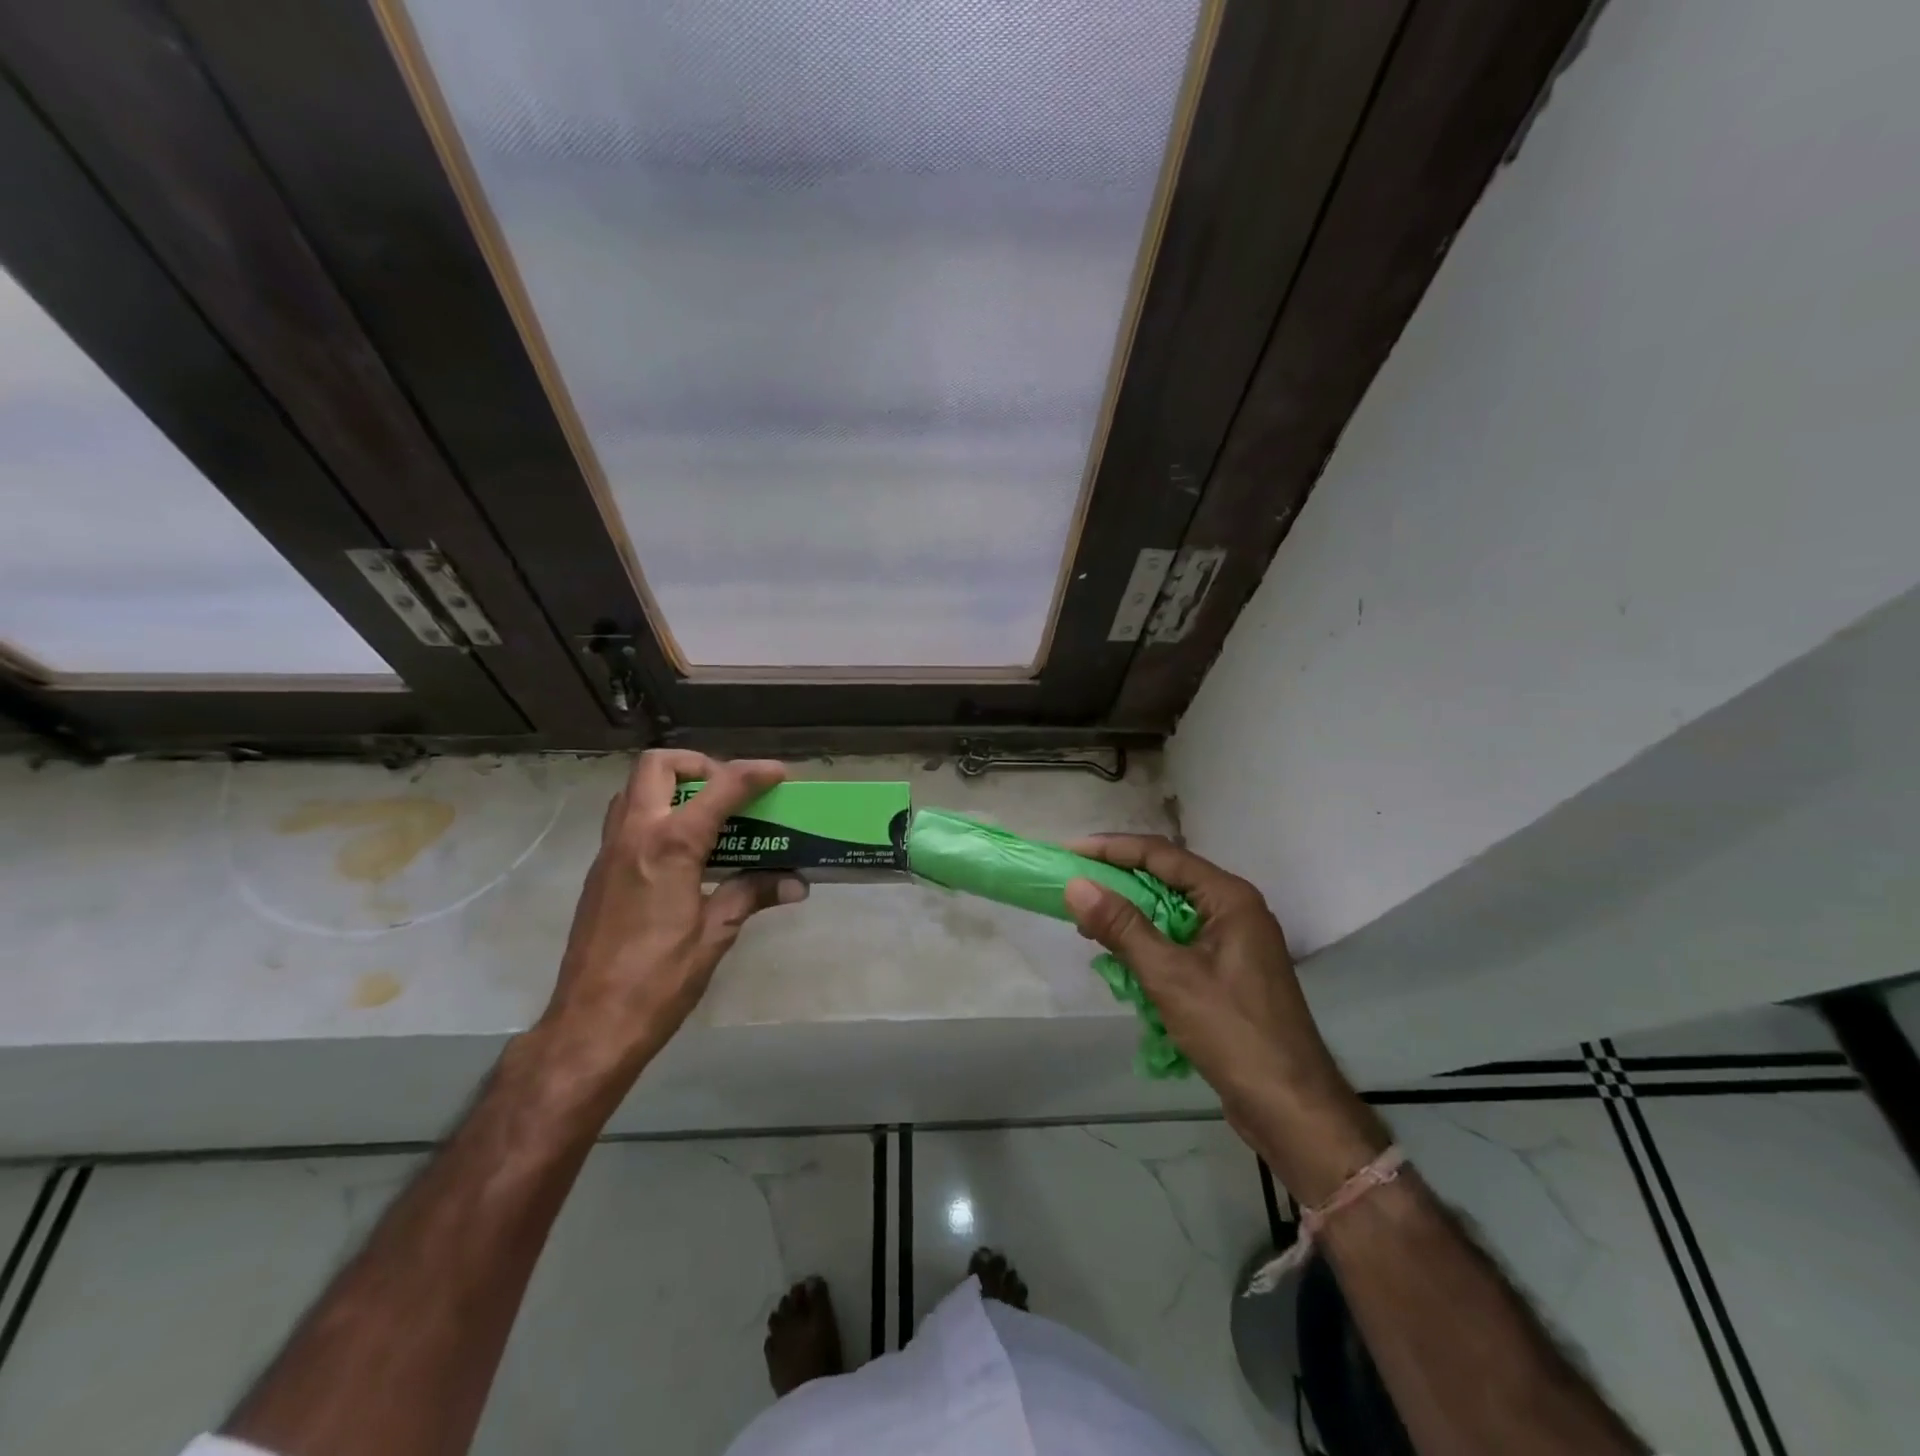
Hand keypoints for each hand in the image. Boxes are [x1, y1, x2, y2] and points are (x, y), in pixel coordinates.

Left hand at [536, 751, 806, 1084]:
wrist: (590, 1025)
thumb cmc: (659, 981)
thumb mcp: (714, 935)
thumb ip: (752, 895)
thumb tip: (796, 883)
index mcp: (669, 845)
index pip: (719, 789)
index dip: (753, 774)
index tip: (778, 774)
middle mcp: (634, 834)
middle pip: (658, 766)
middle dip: (699, 764)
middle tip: (729, 791)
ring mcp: (609, 851)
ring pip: (634, 789)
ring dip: (673, 787)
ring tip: (708, 816)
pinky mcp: (599, 872)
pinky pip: (625, 819)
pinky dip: (657, 814)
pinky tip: (683, 852)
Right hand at [1062, 837, 1386, 1198]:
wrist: (1290, 1107)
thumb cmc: (1231, 1031)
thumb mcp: (1169, 975)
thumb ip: (1122, 926)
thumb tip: (1076, 886)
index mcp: (1229, 898)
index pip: (1163, 855)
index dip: (1113, 849)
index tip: (1071, 852)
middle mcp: (1235, 910)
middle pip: (1168, 879)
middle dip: (1119, 881)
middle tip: (1074, 887)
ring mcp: (1234, 942)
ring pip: (1171, 912)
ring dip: (1131, 915)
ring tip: (1088, 922)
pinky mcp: (1228, 971)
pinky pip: (1179, 941)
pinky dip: (1148, 943)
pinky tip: (1121, 957)